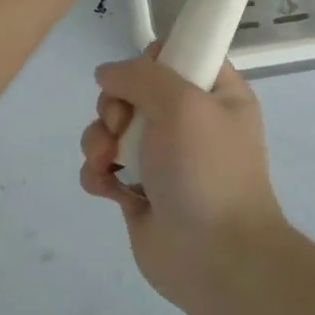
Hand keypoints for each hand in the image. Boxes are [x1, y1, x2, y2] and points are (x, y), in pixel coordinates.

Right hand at [78, 50, 287, 312]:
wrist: (215, 259)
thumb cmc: (207, 171)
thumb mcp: (182, 104)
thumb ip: (141, 76)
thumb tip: (108, 73)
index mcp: (216, 94)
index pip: (180, 54)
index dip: (152, 60)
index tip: (139, 77)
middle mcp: (189, 121)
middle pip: (134, 90)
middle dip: (115, 105)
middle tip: (119, 124)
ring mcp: (163, 157)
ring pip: (112, 127)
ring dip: (98, 139)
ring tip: (106, 162)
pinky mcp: (139, 191)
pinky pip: (105, 167)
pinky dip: (98, 173)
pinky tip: (106, 188)